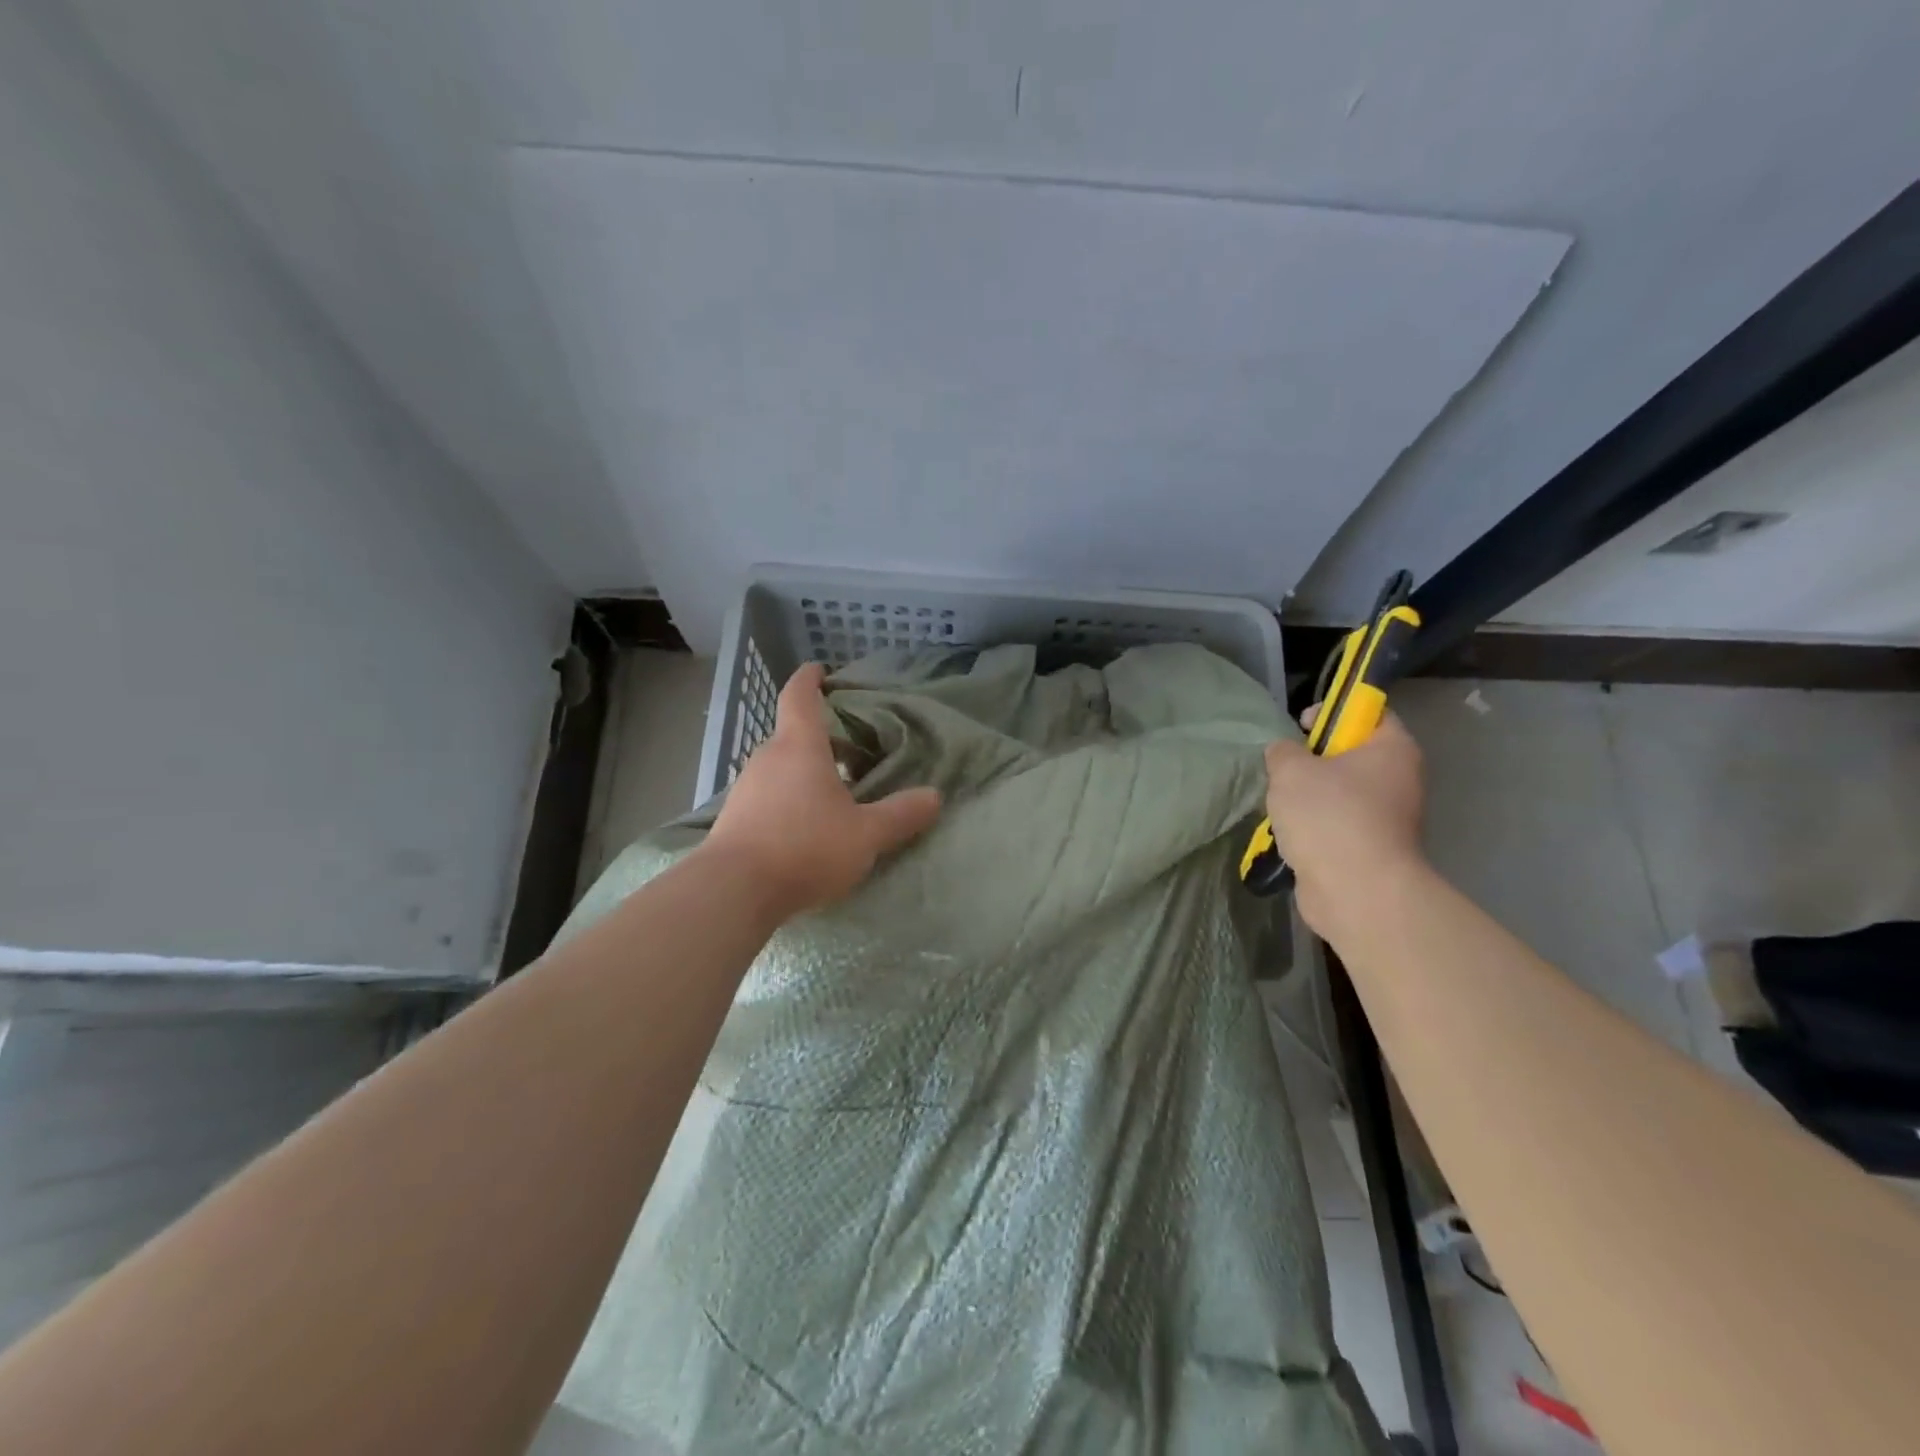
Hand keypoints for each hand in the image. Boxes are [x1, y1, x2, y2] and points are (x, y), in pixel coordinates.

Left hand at [699, 663, 941, 914]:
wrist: (733, 891)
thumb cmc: (805, 847)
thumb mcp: (865, 834)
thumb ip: (900, 815)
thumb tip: (935, 796)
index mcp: (799, 747)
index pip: (799, 696)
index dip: (809, 679)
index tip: (819, 669)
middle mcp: (768, 758)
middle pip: (794, 734)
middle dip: (822, 737)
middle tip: (853, 750)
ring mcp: (746, 788)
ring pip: (781, 766)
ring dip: (806, 770)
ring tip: (836, 791)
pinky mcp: (735, 818)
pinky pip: (768, 793)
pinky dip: (789, 796)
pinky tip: (806, 824)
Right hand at [1264, 706, 1425, 938]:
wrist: (1356, 891)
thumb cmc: (1329, 816)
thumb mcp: (1291, 770)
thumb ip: (1283, 751)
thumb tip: (1285, 753)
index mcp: (1392, 749)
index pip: (1369, 712)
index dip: (1333, 712)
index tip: (1300, 726)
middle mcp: (1399, 779)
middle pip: (1351, 754)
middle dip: (1312, 760)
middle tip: (1284, 770)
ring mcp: (1387, 818)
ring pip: (1340, 793)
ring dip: (1308, 797)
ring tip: (1281, 807)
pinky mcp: (1370, 849)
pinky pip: (1336, 825)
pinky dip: (1313, 828)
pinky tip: (1289, 835)